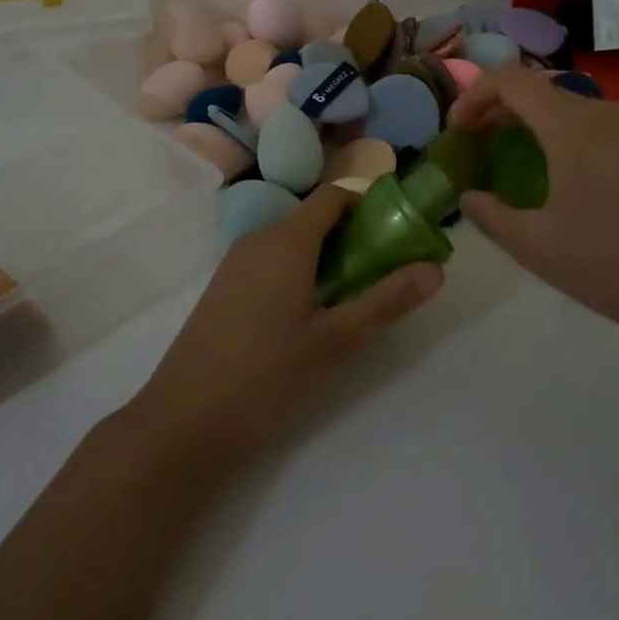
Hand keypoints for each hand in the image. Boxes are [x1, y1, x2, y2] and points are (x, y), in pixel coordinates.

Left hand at [123, 186, 442, 481]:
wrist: (182, 422)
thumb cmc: (267, 375)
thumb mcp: (336, 341)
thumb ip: (386, 301)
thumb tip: (436, 269)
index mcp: (287, 239)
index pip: (334, 197)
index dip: (368, 204)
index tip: (399, 229)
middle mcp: (259, 238)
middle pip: (314, 218)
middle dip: (353, 236)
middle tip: (385, 272)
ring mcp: (236, 263)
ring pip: (292, 241)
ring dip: (326, 256)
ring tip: (353, 297)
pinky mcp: (224, 288)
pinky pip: (270, 261)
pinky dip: (299, 271)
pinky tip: (309, 315)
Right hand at [451, 67, 618, 362]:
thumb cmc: (613, 266)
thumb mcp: (536, 246)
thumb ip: (490, 214)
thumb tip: (468, 197)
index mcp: (573, 126)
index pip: (510, 80)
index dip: (474, 96)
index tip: (457, 131)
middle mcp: (603, 112)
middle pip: (537, 90)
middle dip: (497, 109)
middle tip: (473, 145)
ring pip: (565, 105)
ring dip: (529, 121)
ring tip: (508, 157)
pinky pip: (591, 123)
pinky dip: (559, 133)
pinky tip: (555, 173)